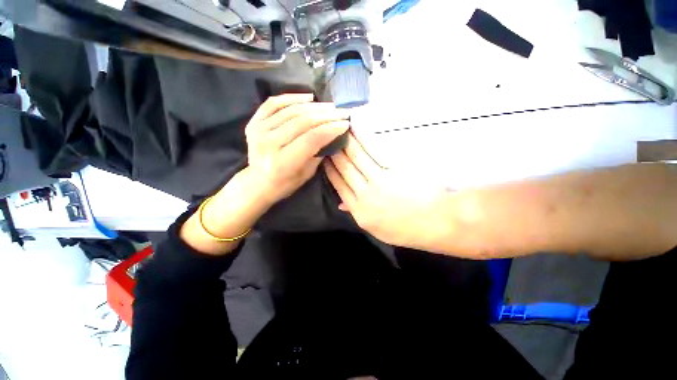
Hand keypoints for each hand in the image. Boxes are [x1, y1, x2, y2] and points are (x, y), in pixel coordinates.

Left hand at [244, 93, 350, 206]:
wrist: (256, 182)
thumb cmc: (284, 184)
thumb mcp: (306, 175)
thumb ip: (318, 153)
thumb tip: (331, 134)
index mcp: (283, 162)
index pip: (311, 139)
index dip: (330, 129)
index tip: (345, 123)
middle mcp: (268, 143)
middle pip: (302, 122)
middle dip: (327, 115)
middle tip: (342, 112)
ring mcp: (258, 130)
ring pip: (291, 110)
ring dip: (315, 106)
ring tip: (330, 106)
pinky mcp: (253, 122)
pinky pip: (274, 103)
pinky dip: (292, 97)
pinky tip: (309, 97)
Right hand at [325, 134, 450, 250]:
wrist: (437, 223)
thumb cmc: (407, 228)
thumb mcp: (378, 228)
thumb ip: (358, 213)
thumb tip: (341, 203)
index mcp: (359, 211)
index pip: (339, 186)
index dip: (330, 171)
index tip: (324, 159)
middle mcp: (364, 195)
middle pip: (344, 170)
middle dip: (334, 153)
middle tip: (327, 139)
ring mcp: (378, 181)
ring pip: (355, 158)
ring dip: (345, 141)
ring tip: (339, 128)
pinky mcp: (393, 169)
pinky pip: (372, 150)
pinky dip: (362, 137)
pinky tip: (355, 127)